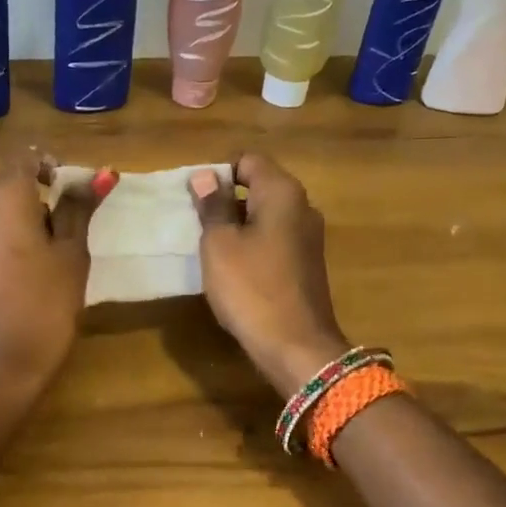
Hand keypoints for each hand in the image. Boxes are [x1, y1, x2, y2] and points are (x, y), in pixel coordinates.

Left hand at [0, 153, 114, 391]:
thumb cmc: (41, 307)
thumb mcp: (71, 256)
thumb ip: (79, 211)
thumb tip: (97, 175)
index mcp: (1, 196)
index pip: (27, 157)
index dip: (56, 168)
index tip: (82, 195)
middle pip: (14, 187)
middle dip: (47, 202)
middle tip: (79, 233)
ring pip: (4, 216)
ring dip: (33, 226)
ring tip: (63, 260)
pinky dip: (17, 247)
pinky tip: (37, 280)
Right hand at [192, 153, 350, 398]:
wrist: (296, 346)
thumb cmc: (251, 288)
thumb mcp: (220, 244)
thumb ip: (213, 206)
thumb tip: (207, 176)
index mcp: (283, 192)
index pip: (248, 160)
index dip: (219, 174)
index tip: (196, 201)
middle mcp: (302, 206)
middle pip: (259, 185)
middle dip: (226, 199)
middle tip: (197, 224)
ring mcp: (309, 236)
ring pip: (266, 215)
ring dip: (238, 225)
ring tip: (210, 248)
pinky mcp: (307, 263)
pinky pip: (274, 239)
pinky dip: (253, 245)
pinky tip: (234, 269)